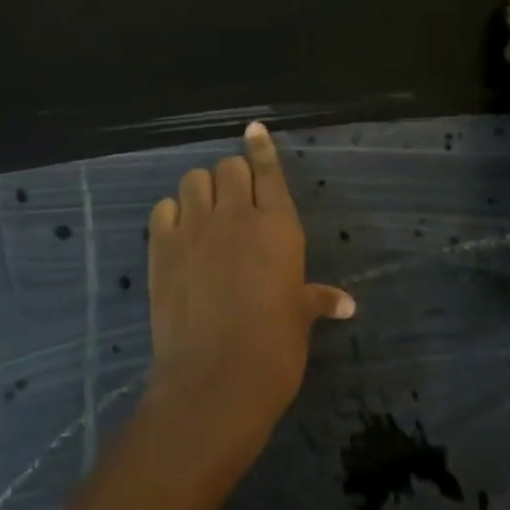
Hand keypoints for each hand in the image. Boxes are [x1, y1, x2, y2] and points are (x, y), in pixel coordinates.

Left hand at [145, 122, 355, 452]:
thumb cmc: (274, 350)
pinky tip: (177, 233)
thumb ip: (318, 299)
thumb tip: (347, 304)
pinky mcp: (162, 246)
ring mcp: (196, 227)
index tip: (253, 129)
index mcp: (278, 226)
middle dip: (233, 177)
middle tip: (234, 201)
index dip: (261, 146)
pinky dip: (171, 214)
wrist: (215, 380)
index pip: (268, 170)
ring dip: (201, 190)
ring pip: (194, 179)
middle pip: (230, 168)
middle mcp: (237, 215)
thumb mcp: (299, 319)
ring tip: (204, 213)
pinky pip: (163, 208)